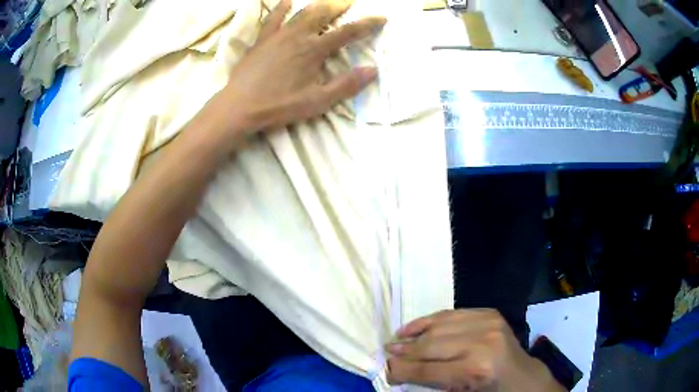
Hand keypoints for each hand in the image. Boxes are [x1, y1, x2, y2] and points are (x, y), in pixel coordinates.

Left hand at [214, 0, 384, 137]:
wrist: (239, 107)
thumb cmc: (279, 106)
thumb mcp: (317, 102)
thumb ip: (346, 85)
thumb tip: (373, 70)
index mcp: (314, 50)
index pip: (347, 32)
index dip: (367, 24)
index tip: (381, 18)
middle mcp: (298, 36)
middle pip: (324, 14)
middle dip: (340, 6)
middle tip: (350, 2)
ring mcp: (278, 35)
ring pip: (302, 12)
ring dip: (318, 4)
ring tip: (328, 1)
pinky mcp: (262, 40)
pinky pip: (272, 18)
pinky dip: (281, 7)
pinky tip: (287, 0)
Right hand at [386, 309, 563, 391]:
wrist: (521, 376)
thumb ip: (428, 384)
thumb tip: (395, 373)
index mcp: (475, 371)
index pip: (426, 370)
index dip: (401, 371)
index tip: (384, 370)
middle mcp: (482, 343)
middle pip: (430, 346)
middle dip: (404, 351)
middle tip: (386, 352)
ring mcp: (488, 324)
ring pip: (439, 326)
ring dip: (414, 333)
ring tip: (396, 339)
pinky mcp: (490, 313)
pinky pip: (452, 314)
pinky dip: (431, 320)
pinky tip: (416, 326)